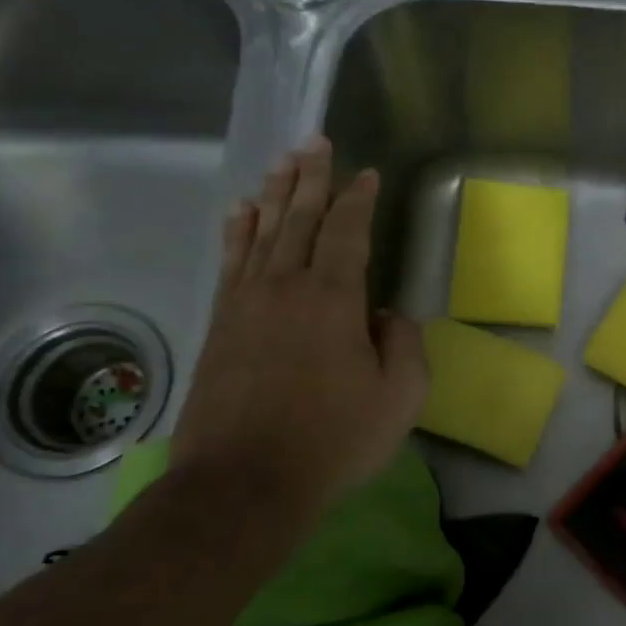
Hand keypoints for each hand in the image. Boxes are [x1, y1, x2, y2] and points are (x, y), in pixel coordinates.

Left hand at [170, 139, 426, 529]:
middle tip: (315, 142)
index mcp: (333, 299)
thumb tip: (388, 315)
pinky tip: (240, 214)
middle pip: (297, 218)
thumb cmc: (334, 439)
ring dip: (273, 194)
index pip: (346, 232)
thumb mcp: (400, 397)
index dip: (357, 199)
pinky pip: (230, 261)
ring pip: (261, 232)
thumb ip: (405, 346)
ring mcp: (245, 304)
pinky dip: (237, 232)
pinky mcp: (220, 325)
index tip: (366, 173)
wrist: (244, 484)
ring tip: (281, 163)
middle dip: (310, 177)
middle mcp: (285, 287)